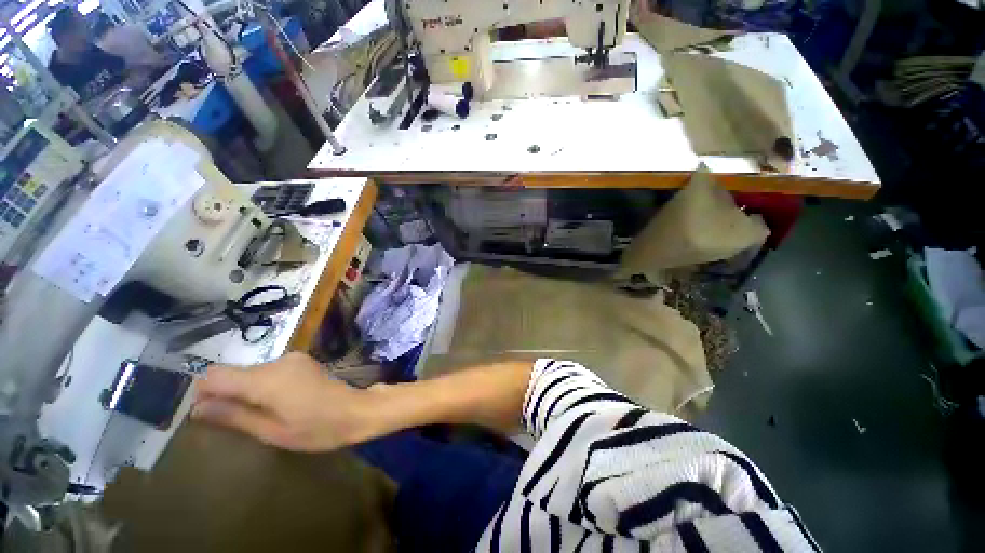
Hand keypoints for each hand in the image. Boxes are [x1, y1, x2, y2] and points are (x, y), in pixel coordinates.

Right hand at [192, 352, 376, 451]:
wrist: (358, 410)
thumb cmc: (318, 428)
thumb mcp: (272, 431)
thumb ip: (234, 416)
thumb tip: (196, 408)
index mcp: (267, 378)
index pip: (216, 375)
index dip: (203, 393)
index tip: (205, 414)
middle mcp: (279, 361)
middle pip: (234, 373)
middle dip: (225, 395)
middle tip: (232, 422)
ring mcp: (294, 358)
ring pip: (252, 372)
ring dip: (245, 391)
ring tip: (257, 416)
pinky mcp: (302, 361)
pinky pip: (270, 372)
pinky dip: (263, 386)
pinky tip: (275, 404)